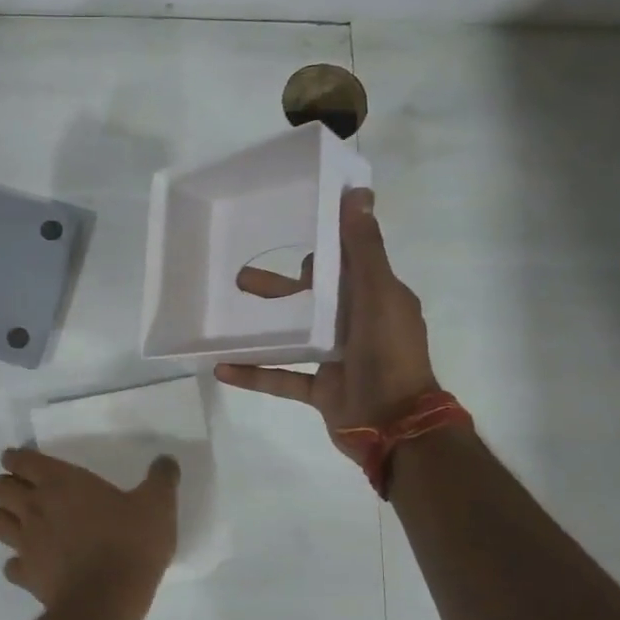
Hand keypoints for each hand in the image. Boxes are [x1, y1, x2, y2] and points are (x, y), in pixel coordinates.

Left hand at [0, 448, 179, 607]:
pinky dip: (17, 562)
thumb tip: (166, 460)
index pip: (20, 460)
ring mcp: (25, 543)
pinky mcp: (26, 576)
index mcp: (60, 482)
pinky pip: (10, 565)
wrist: (106, 600)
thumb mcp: (158, 505)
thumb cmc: (129, 544)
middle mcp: (34, 507)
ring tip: (22, 522)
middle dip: (4, 485)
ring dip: (4, 518)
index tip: (24, 461)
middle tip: (22, 490)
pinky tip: (34, 564)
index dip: (17, 458)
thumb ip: (161, 478)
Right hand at [216, 187, 436, 460]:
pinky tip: (223, 368)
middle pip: (311, 299)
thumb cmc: (390, 355)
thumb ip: (364, 249)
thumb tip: (358, 194)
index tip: (283, 236)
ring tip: (226, 316)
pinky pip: (282, 377)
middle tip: (240, 278)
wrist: (396, 426)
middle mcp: (356, 324)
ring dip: (261, 326)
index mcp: (375, 298)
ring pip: (293, 336)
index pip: (344, 264)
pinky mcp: (320, 389)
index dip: (317, 250)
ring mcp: (336, 359)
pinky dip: (255, 373)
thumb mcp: (378, 295)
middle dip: (277, 288)